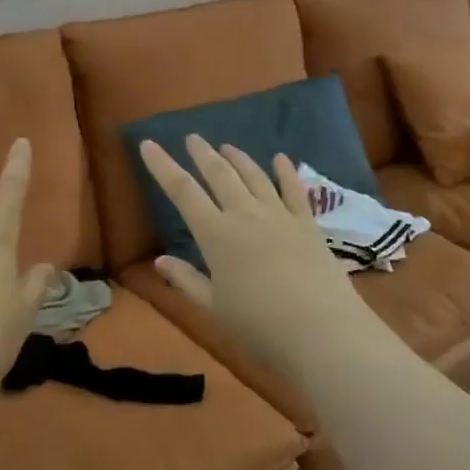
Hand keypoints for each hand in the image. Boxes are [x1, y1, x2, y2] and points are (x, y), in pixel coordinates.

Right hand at [138, 136, 365, 380]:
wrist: (321, 331)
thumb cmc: (259, 326)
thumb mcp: (213, 307)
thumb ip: (186, 280)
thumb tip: (159, 260)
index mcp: (215, 234)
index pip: (182, 191)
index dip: (162, 166)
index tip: (148, 144)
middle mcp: (244, 214)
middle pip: (219, 174)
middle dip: (202, 153)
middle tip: (192, 138)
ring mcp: (279, 215)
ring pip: (254, 176)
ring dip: (238, 158)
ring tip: (227, 146)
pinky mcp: (307, 223)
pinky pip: (294, 189)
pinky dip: (285, 171)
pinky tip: (280, 158)